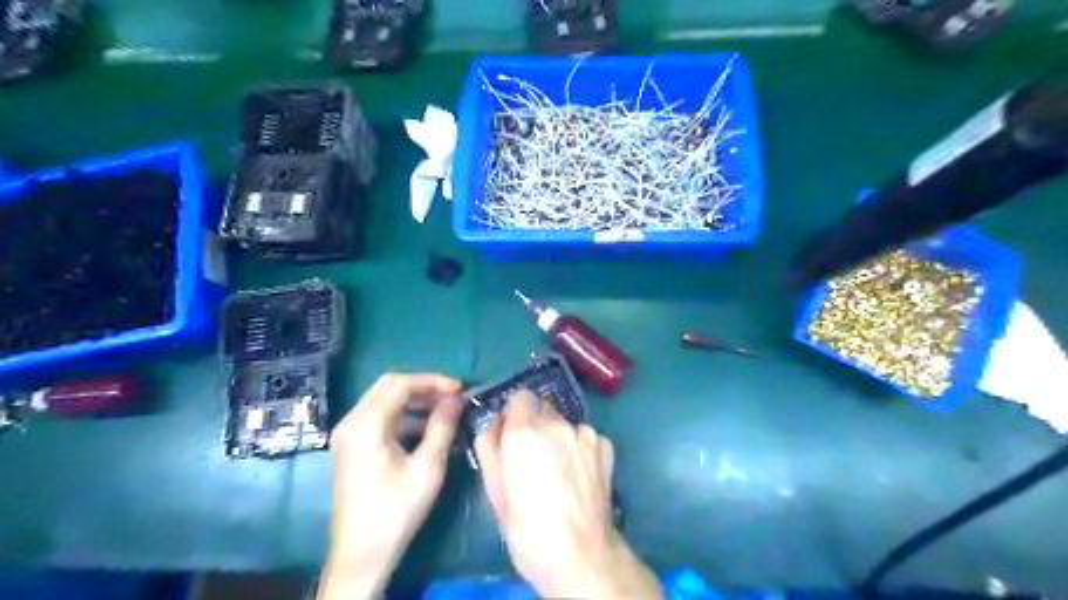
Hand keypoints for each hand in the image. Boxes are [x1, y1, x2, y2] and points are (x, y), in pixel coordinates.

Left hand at [321, 374, 462, 596]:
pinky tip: (426, 430)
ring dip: (414, 401)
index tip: (460, 389)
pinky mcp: (351, 447)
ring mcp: (348, 434)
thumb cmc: (396, 510)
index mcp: (366, 424)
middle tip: (452, 398)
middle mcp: (351, 422)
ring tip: (444, 412)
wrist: (361, 555)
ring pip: (384, 401)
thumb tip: (455, 399)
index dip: (433, 381)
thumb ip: (442, 427)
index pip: (401, 384)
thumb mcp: (428, 467)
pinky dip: (403, 416)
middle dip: (423, 388)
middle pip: (389, 387)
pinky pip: (379, 418)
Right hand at [473, 392, 659, 596]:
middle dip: (535, 424)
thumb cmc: (527, 528)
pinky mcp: (605, 445)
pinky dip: (578, 448)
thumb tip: (494, 425)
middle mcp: (556, 423)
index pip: (520, 397)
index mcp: (524, 432)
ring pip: (564, 422)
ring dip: (558, 436)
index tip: (512, 435)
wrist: (580, 554)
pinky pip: (584, 436)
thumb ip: (489, 446)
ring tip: (558, 469)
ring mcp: (584, 432)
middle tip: (533, 455)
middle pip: (542, 407)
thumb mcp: (493, 490)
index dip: (515, 416)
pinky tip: (578, 475)